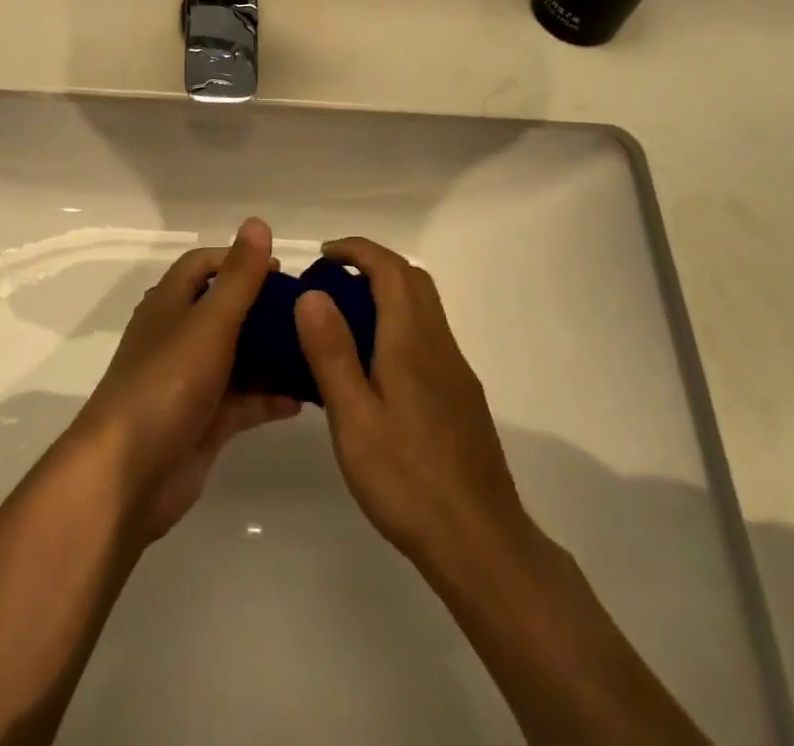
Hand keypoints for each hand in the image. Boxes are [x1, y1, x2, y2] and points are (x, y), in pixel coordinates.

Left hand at [69, 218, 300, 540]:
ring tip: (316, 352)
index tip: (280, 271)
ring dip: (272, 354)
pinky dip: (269, 397)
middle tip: (308, 314)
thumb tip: (257, 221)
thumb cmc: (167, 383)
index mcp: (171, 304)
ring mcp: (190, 382)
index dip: (239, 260)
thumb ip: (239, 276)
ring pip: (238, 357)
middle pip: (225, 310)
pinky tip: (302, 398)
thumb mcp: (209, 322)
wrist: (127, 476)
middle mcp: (178, 337)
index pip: (204, 265)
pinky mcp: (203, 422)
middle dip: (264, 309)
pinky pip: (243, 401)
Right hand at [295, 237, 531, 577]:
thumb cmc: (408, 480)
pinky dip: (399, 323)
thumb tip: (312, 293)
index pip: (390, 269)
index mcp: (411, 341)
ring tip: (345, 318)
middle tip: (331, 280)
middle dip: (373, 265)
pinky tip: (375, 365)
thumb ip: (332, 353)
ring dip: (388, 293)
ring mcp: (455, 371)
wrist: (481, 542)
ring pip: (424, 307)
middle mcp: (439, 344)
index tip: (323, 254)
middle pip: (413, 280)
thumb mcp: (354, 418)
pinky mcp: (461, 396)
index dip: (357, 250)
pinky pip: (428, 336)